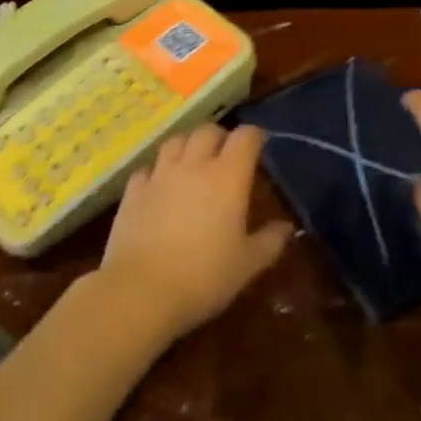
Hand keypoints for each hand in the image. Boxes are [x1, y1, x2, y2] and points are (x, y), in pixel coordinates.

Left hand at [97, 123, 293, 343]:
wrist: (141, 289)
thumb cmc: (204, 277)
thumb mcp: (247, 265)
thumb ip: (270, 241)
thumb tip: (286, 227)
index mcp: (228, 177)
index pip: (245, 137)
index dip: (255, 136)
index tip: (260, 144)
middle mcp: (194, 165)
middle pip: (208, 131)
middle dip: (221, 137)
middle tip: (226, 154)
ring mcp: (160, 174)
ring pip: (176, 141)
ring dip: (188, 145)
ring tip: (193, 162)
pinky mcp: (134, 189)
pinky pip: (148, 167)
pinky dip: (157, 170)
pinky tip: (159, 185)